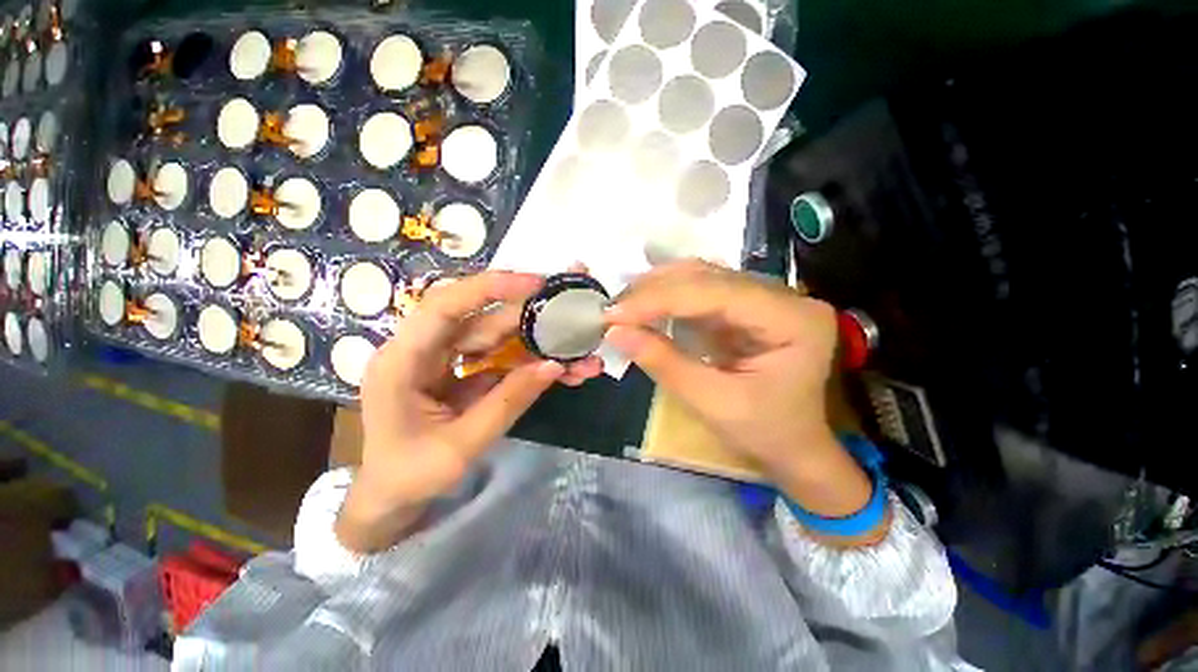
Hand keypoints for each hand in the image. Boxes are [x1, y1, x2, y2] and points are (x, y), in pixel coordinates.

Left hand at [336, 271, 601, 551]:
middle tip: (573, 319)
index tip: (535, 284)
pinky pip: (501, 359)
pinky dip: (531, 363)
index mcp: (403, 361)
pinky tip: (561, 369)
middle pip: (482, 320)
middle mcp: (423, 350)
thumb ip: (508, 403)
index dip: (489, 288)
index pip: (444, 306)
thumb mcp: (460, 447)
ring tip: (579, 355)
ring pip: (498, 338)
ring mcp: (446, 359)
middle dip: (531, 320)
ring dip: (538, 344)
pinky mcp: (464, 371)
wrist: (390, 500)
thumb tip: (554, 365)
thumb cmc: (409, 477)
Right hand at [605, 260, 873, 520]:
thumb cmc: (764, 432)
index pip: (717, 293)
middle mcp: (784, 296)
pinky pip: (702, 290)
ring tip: (624, 305)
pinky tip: (645, 305)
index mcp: (793, 320)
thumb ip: (664, 363)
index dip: (660, 299)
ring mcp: (766, 297)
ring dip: (658, 288)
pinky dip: (668, 297)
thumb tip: (615, 332)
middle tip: (613, 309)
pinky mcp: (747, 305)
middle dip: (655, 291)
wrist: (793, 446)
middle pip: (710, 277)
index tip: (614, 314)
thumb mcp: (712, 403)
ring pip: (703, 276)